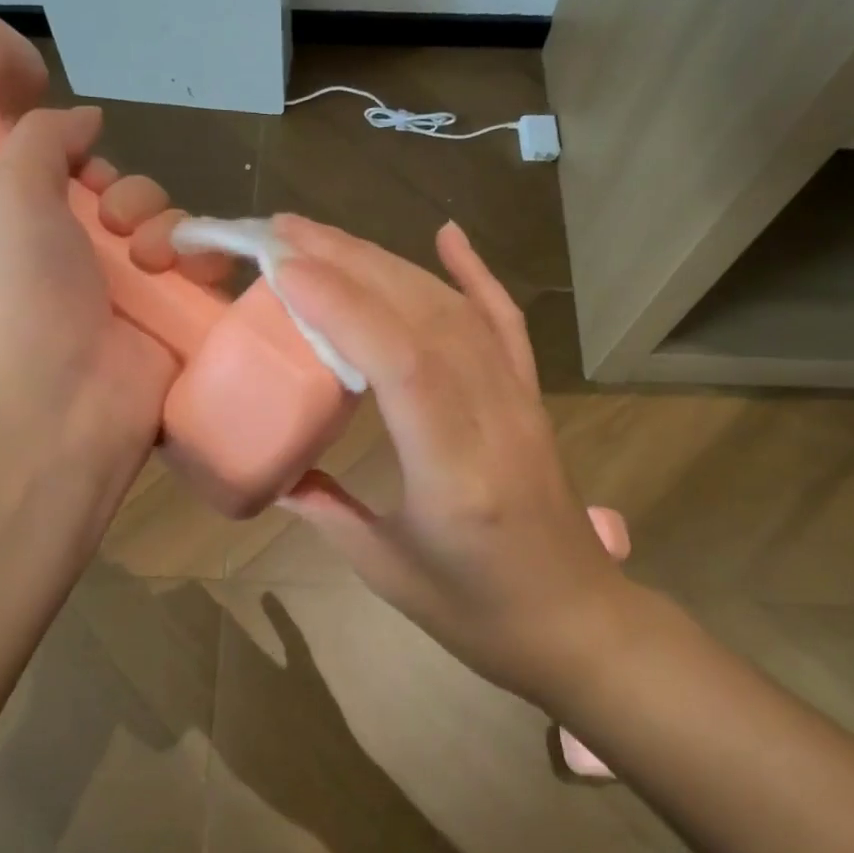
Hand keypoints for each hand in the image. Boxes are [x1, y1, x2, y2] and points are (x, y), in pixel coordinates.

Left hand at [0, 105, 211, 482]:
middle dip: (141, 204)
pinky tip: (195, 272)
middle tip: (120, 232)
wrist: (60, 397)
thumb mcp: (11, 195)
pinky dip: (213, 263)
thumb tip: (89, 118)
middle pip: (149, 208)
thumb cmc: (27, 293)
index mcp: (55, 240)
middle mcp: (103, 269)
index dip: (104, 177)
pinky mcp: (188, 329)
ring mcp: (149, 302)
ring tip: (156, 262)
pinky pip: (216, 280)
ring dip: (177, 231)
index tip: (93, 186)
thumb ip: (43, 139)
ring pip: (187, 238)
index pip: (98, 189)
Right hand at [270, 216, 637, 701]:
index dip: (343, 306)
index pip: (401, 363)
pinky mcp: (529, 396)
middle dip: (351, 263)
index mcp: (453, 471)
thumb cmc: (478, 612)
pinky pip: (503, 322)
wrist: (578, 623)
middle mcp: (492, 418)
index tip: (284, 266)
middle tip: (285, 230)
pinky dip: (475, 273)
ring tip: (328, 236)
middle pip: (424, 317)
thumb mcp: (386, 570)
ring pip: (454, 309)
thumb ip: (325, 511)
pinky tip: (448, 234)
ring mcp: (518, 400)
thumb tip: (275, 467)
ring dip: (389, 262)